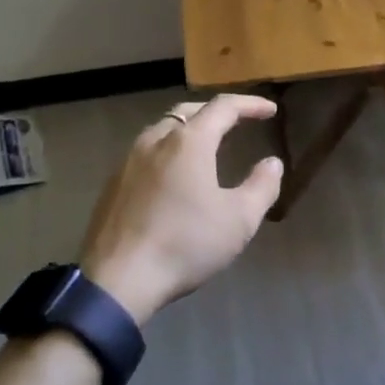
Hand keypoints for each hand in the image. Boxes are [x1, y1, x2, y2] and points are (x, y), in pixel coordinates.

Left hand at [78, 94, 283, 325]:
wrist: (118, 279)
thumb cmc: (186, 244)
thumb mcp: (239, 220)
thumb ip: (262, 186)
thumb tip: (272, 163)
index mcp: (189, 142)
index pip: (223, 108)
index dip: (250, 104)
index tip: (270, 110)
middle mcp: (155, 141)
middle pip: (188, 112)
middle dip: (216, 112)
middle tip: (237, 122)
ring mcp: (128, 161)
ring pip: (162, 130)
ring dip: (188, 130)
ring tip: (206, 146)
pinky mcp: (112, 185)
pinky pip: (145, 154)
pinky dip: (167, 152)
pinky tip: (173, 177)